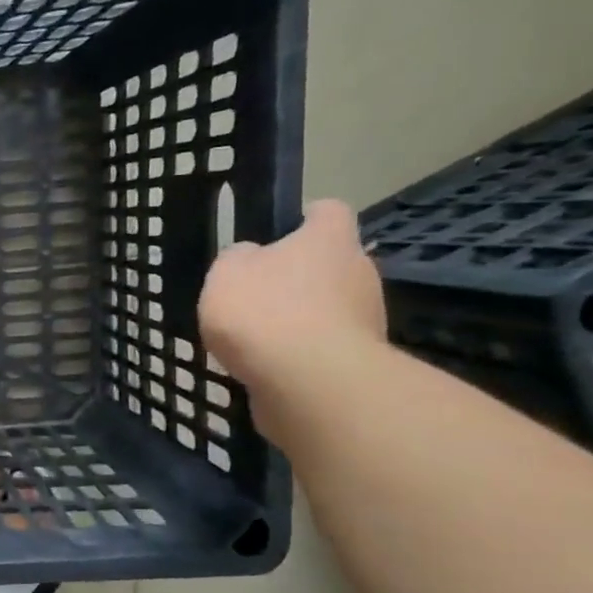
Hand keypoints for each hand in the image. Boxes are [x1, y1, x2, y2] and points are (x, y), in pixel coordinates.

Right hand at [198, 200, 386, 416]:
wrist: (309, 381)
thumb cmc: (264, 311)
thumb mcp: (226, 273)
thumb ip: (237, 260)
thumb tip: (251, 258)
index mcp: (329, 239)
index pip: (327, 211)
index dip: (304, 218)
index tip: (279, 233)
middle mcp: (359, 270)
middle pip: (330, 263)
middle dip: (299, 276)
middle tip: (256, 294)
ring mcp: (366, 317)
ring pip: (329, 307)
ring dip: (300, 318)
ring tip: (256, 339)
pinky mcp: (359, 359)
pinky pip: (324, 347)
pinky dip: (301, 354)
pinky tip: (268, 367)